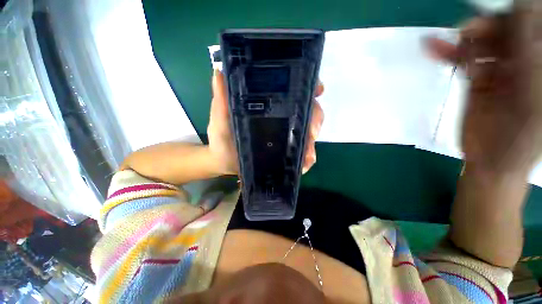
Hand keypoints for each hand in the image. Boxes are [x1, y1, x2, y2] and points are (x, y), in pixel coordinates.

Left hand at [207, 70, 324, 175]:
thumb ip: (221, 101)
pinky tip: (306, 163)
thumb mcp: (221, 119)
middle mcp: (281, 120)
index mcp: (268, 108)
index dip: (308, 88)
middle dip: (314, 119)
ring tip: (308, 152)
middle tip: (311, 131)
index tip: (318, 91)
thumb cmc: (222, 140)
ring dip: (312, 141)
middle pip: (307, 112)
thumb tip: (219, 72)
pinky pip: (302, 154)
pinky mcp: (286, 154)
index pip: (292, 92)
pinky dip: (308, 158)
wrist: (225, 164)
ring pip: (308, 133)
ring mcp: (285, 137)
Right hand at [427, 2, 541, 172]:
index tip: (496, 10)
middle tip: (469, 29)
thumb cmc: (520, 137)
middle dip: (488, 26)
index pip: (532, 24)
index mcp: (540, 63)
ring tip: (453, 38)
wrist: (491, 162)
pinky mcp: (478, 79)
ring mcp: (501, 69)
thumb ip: (530, 53)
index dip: (516, 13)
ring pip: (483, 42)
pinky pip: (465, 59)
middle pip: (507, 29)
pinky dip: (451, 53)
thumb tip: (523, 7)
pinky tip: (435, 47)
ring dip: (466, 39)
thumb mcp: (532, 94)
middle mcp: (524, 60)